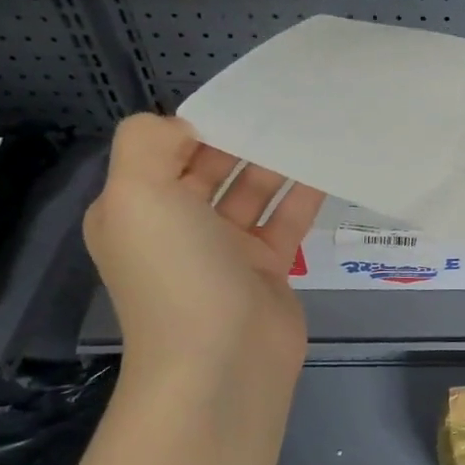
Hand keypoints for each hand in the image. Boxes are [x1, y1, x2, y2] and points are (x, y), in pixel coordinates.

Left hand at [83, 114, 323, 393]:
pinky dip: (304, 193)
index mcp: (137, 210)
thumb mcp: (136, 195)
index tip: (239, 101)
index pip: (165, 151)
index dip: (197, 125)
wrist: (221, 363)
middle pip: (212, 168)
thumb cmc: (177, 273)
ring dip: (277, 162)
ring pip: (253, 191)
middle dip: (243, 138)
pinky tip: (328, 166)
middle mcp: (177, 227)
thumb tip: (187, 128)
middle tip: (286, 107)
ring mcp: (225, 250)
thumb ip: (148, 143)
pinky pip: (285, 219)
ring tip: (312, 126)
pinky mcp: (267, 267)